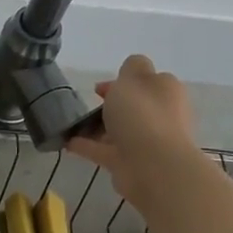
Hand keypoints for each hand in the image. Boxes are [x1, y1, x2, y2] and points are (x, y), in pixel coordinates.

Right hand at [68, 55, 202, 212]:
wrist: (152, 166)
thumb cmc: (143, 114)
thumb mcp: (134, 77)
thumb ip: (132, 67)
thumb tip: (132, 72)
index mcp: (166, 93)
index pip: (148, 81)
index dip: (125, 80)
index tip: (100, 86)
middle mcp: (161, 117)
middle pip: (134, 106)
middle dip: (112, 104)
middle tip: (88, 102)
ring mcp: (146, 142)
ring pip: (119, 130)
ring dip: (98, 127)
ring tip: (71, 123)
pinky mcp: (130, 163)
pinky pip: (104, 150)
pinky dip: (87, 145)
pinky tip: (66, 141)